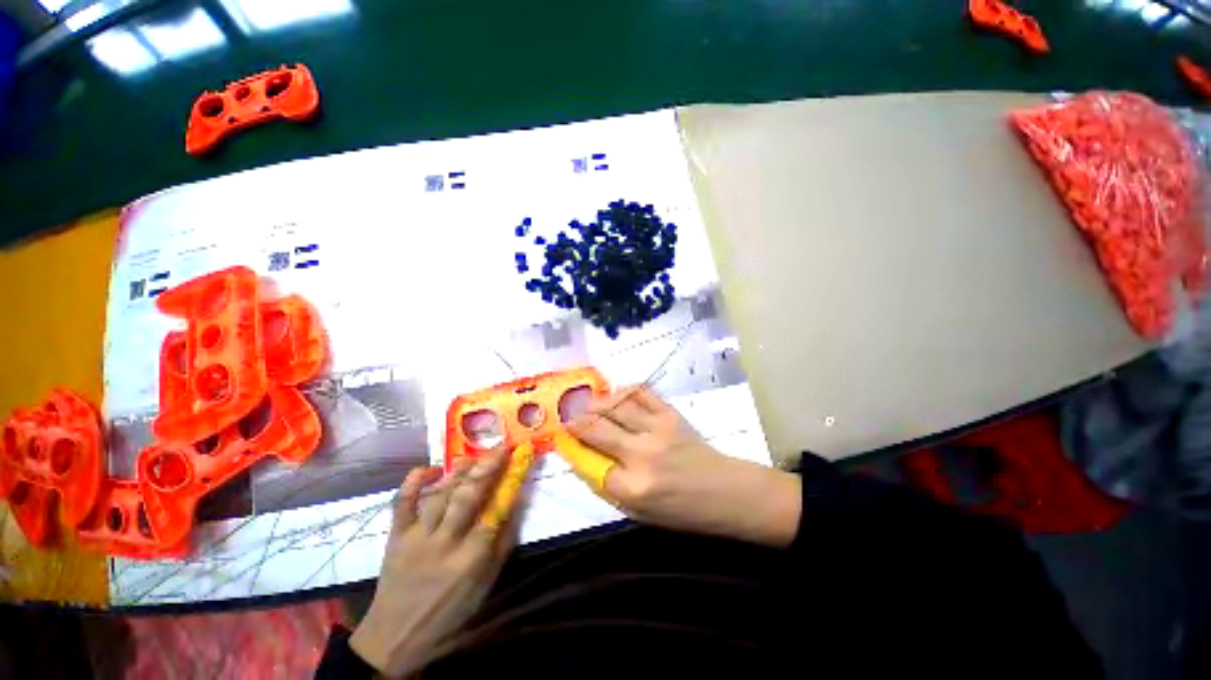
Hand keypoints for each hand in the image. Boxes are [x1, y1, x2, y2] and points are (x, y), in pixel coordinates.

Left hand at [350, 447, 529, 677]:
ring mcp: (416, 536)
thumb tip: (516, 503)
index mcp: (470, 559)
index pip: (495, 511)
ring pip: (441, 493)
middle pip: (468, 496)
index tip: (521, 461)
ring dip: (460, 470)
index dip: (511, 483)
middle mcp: (444, 542)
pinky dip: (414, 481)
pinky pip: (402, 501)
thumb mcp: (486, 584)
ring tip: (476, 455)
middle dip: (488, 466)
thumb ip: (503, 542)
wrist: (396, 635)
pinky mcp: (396, 535)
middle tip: (503, 447)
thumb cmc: (450, 611)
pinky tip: (431, 468)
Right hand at [568, 386, 799, 547]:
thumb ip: (609, 487)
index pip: (589, 464)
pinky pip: (641, 392)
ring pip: (615, 405)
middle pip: (596, 429)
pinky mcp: (670, 413)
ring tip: (588, 404)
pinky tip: (616, 395)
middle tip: (570, 418)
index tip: (565, 441)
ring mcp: (657, 429)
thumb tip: (583, 459)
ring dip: (596, 403)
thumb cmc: (681, 510)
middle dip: (577, 421)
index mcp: (633, 487)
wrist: (724, 491)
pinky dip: (624, 390)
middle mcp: (641, 454)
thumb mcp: (640, 513)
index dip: (573, 450)